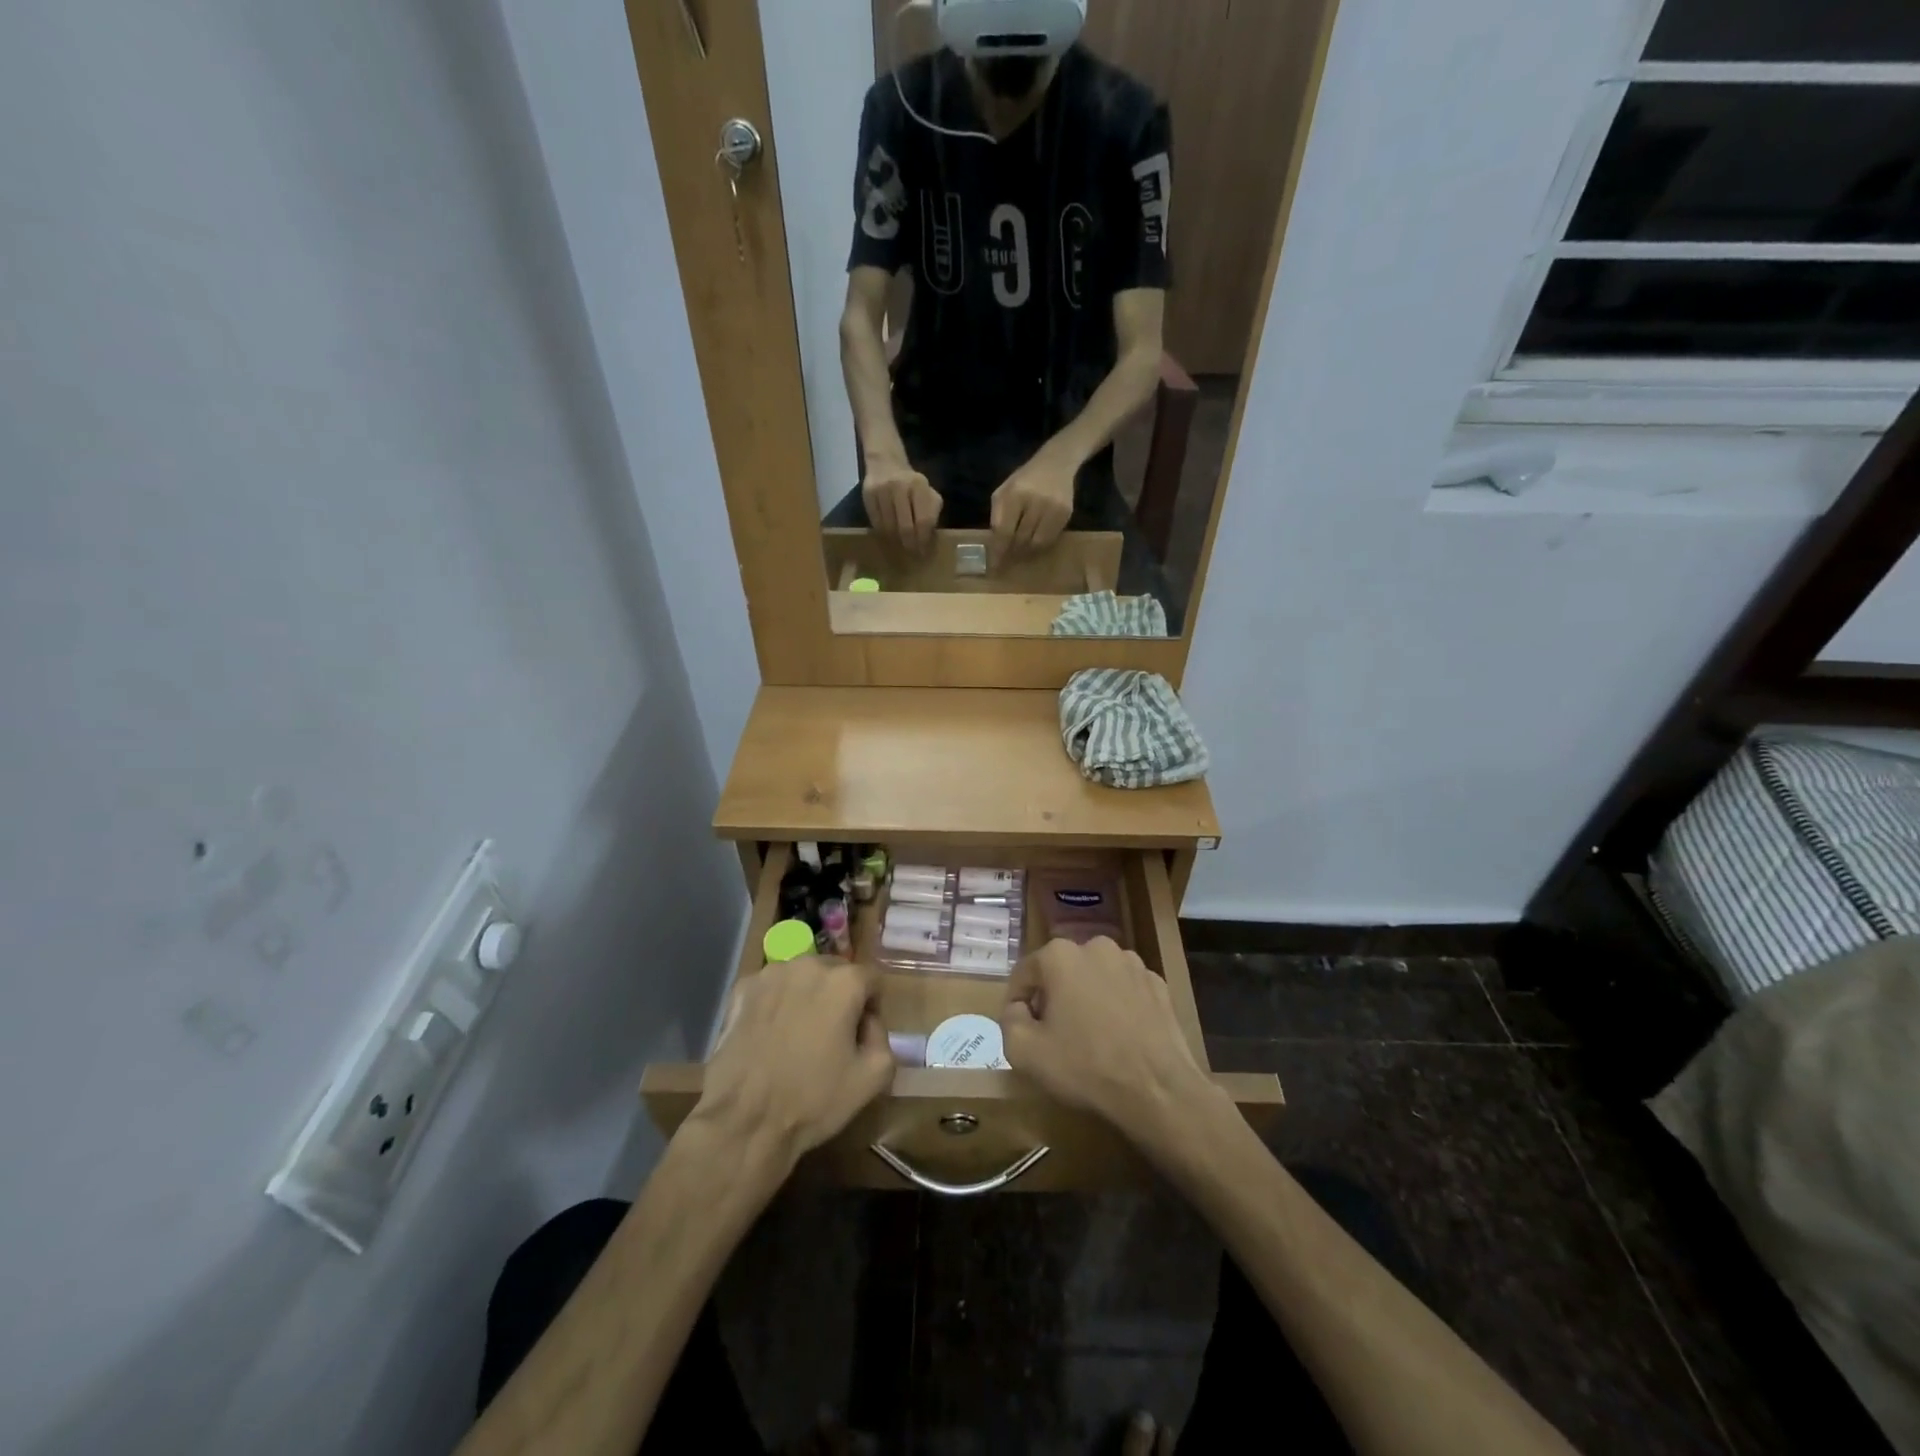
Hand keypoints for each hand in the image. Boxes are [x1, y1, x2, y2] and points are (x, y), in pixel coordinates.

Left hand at [691, 957, 894, 1177]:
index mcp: (844, 981)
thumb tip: (868, 1022)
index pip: (872, 980)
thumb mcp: (873, 1078)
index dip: (872, 1007)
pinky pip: (772, 988)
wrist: (744, 1120)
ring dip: (807, 996)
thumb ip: (883, 1037)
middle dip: (840, 997)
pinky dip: (777, 1003)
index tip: (861, 1035)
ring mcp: (771, 974)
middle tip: (831, 1035)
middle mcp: (808, 965)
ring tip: (797, 1035)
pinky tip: (770, 1035)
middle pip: (836, 972)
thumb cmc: (813, 1099)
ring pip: (802, 977)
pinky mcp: (742, 989)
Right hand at [861, 459, 941, 551]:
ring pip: (889, 527)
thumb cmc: (911, 484)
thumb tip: (929, 538)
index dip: (924, 539)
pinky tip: (889, 536)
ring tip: (900, 546)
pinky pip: (876, 523)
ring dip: (896, 540)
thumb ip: (932, 512)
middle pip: (905, 526)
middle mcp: (900, 486)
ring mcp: (882, 490)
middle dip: (910, 544)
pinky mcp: (868, 495)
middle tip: (912, 553)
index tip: (924, 551)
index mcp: (919, 486)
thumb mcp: (928, 493)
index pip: (924, 520)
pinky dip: (883, 533)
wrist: (886, 463)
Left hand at [990, 448, 1076, 556]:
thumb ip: (998, 516)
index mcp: (1014, 494)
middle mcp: (1035, 501)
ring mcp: (1053, 508)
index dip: (999, 551)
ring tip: (1021, 552)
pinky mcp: (1066, 514)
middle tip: (1008, 560)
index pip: (1004, 530)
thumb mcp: (1004, 491)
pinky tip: (1035, 541)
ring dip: (1027, 551)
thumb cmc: (1024, 480)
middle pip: (1021, 539)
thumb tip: (996, 545)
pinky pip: (1051, 539)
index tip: (995, 566)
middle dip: (1013, 552)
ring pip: (1037, 543)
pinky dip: (1041, 544)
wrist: (1056, 463)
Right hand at [999, 938, 1220, 1155]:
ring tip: (1090, 1037)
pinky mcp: (1158, 983)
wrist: (1158, 1090)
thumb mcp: (1024, 1052)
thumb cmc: (1085, 1066)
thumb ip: (1008, 1020)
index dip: (1017, 1002)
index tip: (1022, 1029)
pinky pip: (1124, 990)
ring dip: (1086, 998)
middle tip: (1054, 1035)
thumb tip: (1018, 1009)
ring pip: (1094, 978)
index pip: (1025, 973)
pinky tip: (1120, 1037)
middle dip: (1053, 997)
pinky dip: (1117, 1006)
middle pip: (1061, 971)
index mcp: (1061, 955)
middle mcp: (1097, 946)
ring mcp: (1132, 963)